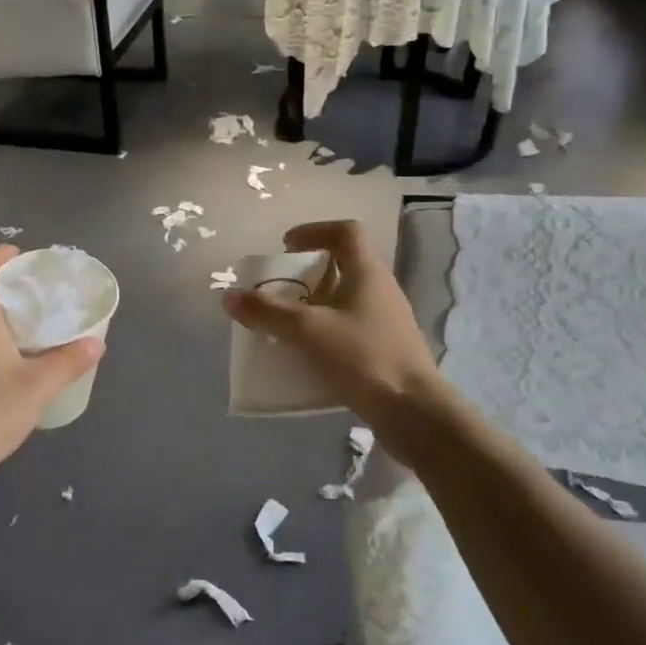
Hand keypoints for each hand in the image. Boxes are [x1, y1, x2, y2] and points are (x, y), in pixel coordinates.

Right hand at [222, 220, 442, 430]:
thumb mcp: (307, 331)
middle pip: (344, 266)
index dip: (314, 231)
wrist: (415, 413)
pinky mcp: (386, 351)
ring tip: (286, 325)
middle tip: (280, 289)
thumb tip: (230, 296)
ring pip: (346, 301)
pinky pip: (349, 330)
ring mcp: (387, 322)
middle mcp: (381, 291)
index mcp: (367, 273)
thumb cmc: (363, 358)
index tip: (286, 246)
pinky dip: (325, 334)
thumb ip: (267, 312)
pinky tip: (307, 357)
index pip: (346, 232)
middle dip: (308, 274)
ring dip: (315, 306)